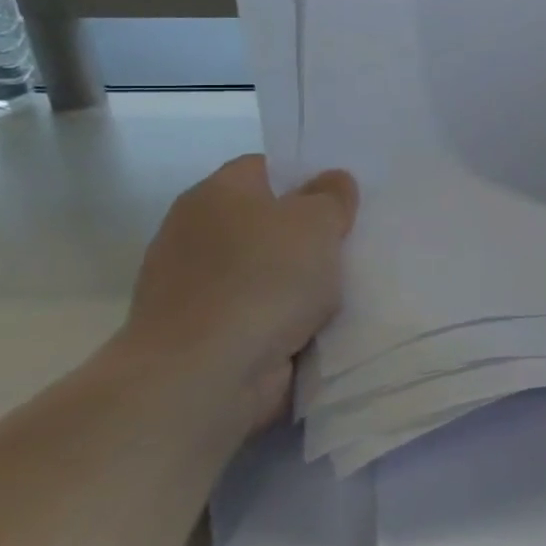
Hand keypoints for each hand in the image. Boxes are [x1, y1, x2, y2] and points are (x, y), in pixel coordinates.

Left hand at [118, 155, 357, 434]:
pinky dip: (283, 319)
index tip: (344, 197)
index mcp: (215, 194)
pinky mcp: (200, 335)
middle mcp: (194, 233)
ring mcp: (192, 288)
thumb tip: (331, 181)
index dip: (306, 176)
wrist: (204, 377)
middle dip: (306, 233)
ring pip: (264, 270)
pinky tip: (319, 324)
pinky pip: (257, 313)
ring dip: (298, 281)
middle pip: (265, 221)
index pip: (266, 168)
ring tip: (347, 285)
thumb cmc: (263, 280)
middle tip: (353, 239)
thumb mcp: (317, 222)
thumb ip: (331, 196)